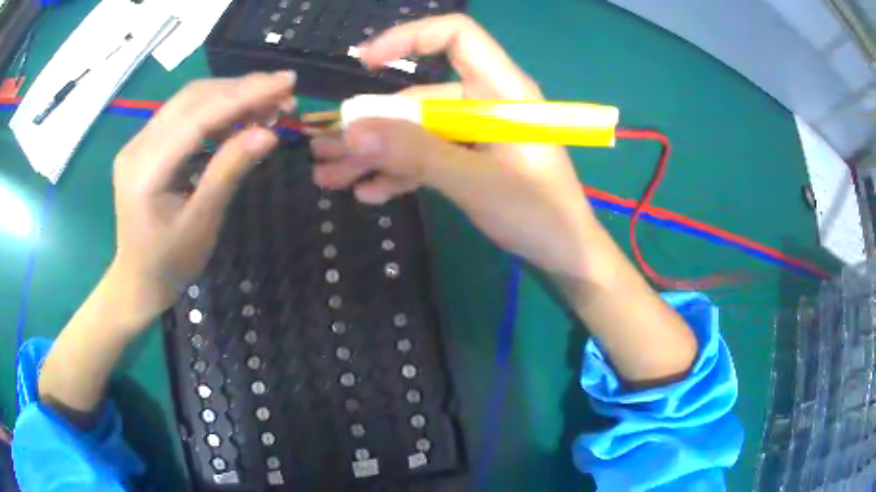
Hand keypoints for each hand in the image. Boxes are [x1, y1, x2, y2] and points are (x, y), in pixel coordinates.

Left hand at [111, 72, 295, 329]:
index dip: (244, 95)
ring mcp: (138, 142)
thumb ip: (229, 171)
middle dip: (241, 89)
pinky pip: (183, 115)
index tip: (286, 82)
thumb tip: (268, 133)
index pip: (198, 117)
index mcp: (146, 170)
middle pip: (192, 99)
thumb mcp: (202, 223)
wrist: (137, 280)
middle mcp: (137, 145)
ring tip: (269, 100)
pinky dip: (216, 109)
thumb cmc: (170, 263)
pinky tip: (240, 113)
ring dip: (231, 94)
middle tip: (284, 89)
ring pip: (189, 101)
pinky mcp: (145, 144)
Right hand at [311, 14, 600, 277]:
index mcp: (501, 91)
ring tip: (330, 176)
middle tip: (323, 149)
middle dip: (370, 125)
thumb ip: (417, 155)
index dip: (410, 38)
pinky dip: (400, 173)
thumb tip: (355, 133)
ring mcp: (476, 133)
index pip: (456, 36)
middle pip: (419, 97)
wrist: (565, 254)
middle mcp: (486, 103)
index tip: (364, 63)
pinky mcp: (471, 159)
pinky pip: (428, 157)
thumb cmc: (538, 214)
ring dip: (375, 155)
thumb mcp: (476, 182)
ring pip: (417, 132)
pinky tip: (369, 193)